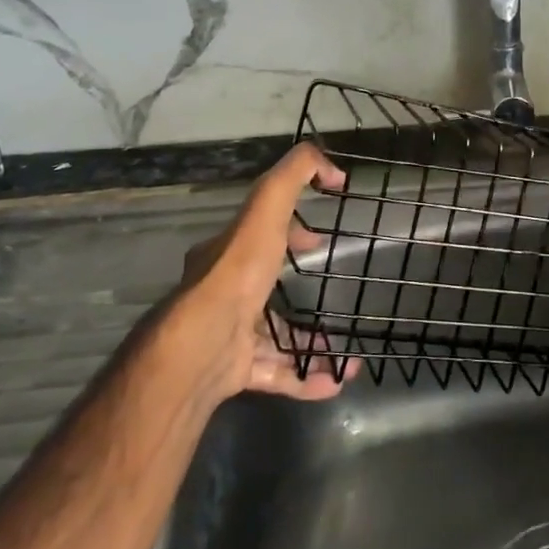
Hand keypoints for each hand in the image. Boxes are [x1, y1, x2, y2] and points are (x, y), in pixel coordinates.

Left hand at [170, 142, 349, 400]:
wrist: (203, 344)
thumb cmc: (238, 271)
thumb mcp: (267, 208)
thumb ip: (295, 175)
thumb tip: (332, 166)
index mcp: (227, 256)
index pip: (258, 234)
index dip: (290, 230)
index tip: (319, 236)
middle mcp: (225, 294)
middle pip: (265, 285)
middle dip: (298, 287)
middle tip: (330, 287)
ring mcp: (229, 335)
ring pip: (275, 335)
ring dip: (310, 343)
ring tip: (345, 352)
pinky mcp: (236, 371)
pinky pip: (277, 373)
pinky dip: (306, 378)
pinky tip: (336, 381)